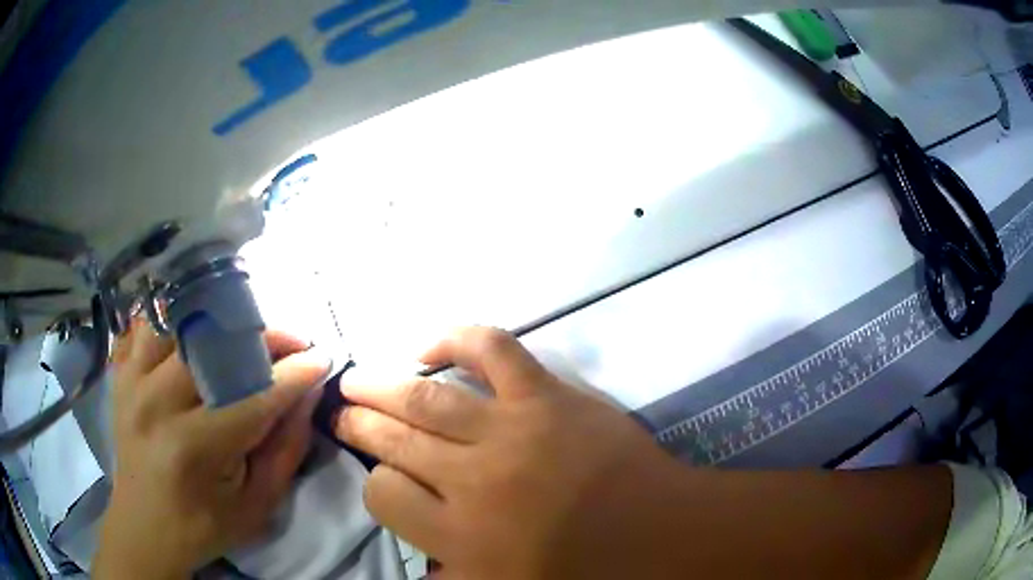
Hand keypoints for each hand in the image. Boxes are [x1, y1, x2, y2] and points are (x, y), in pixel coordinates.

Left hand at [94, 320, 330, 578]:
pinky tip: (191, 332)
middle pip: (215, 345)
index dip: (295, 373)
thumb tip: (307, 395)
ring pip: (178, 322)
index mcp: (196, 448)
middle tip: (288, 344)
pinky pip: (145, 326)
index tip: (321, 357)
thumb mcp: (256, 505)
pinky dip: (172, 321)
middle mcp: (158, 403)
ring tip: (240, 336)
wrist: (143, 527)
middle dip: (261, 337)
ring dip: (215, 323)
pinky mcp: (121, 375)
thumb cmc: (203, 525)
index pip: (256, 396)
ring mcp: (133, 382)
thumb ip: (285, 450)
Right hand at [335, 327, 689, 578]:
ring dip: (380, 385)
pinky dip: (456, 340)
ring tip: (355, 379)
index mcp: (460, 537)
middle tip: (339, 409)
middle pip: (391, 440)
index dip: (376, 485)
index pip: (384, 496)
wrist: (657, 532)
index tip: (383, 480)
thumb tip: (418, 566)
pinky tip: (428, 347)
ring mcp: (509, 431)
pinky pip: (493, 351)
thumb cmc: (585, 572)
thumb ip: (453, 579)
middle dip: (358, 422)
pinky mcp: (545, 396)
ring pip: (423, 399)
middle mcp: (472, 482)